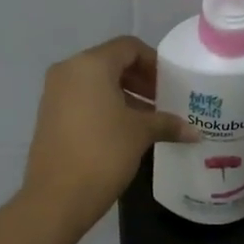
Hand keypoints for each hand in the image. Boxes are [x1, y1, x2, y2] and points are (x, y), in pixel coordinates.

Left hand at [21, 36, 197, 234]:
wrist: (57, 196)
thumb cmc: (103, 153)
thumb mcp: (140, 134)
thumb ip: (167, 124)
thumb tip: (194, 132)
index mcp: (90, 65)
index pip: (128, 47)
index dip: (154, 62)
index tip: (171, 83)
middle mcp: (68, 71)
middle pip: (111, 63)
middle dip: (140, 80)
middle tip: (163, 100)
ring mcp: (54, 93)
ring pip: (96, 83)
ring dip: (124, 95)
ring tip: (149, 119)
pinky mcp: (49, 116)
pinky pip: (83, 100)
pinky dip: (105, 107)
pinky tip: (124, 131)